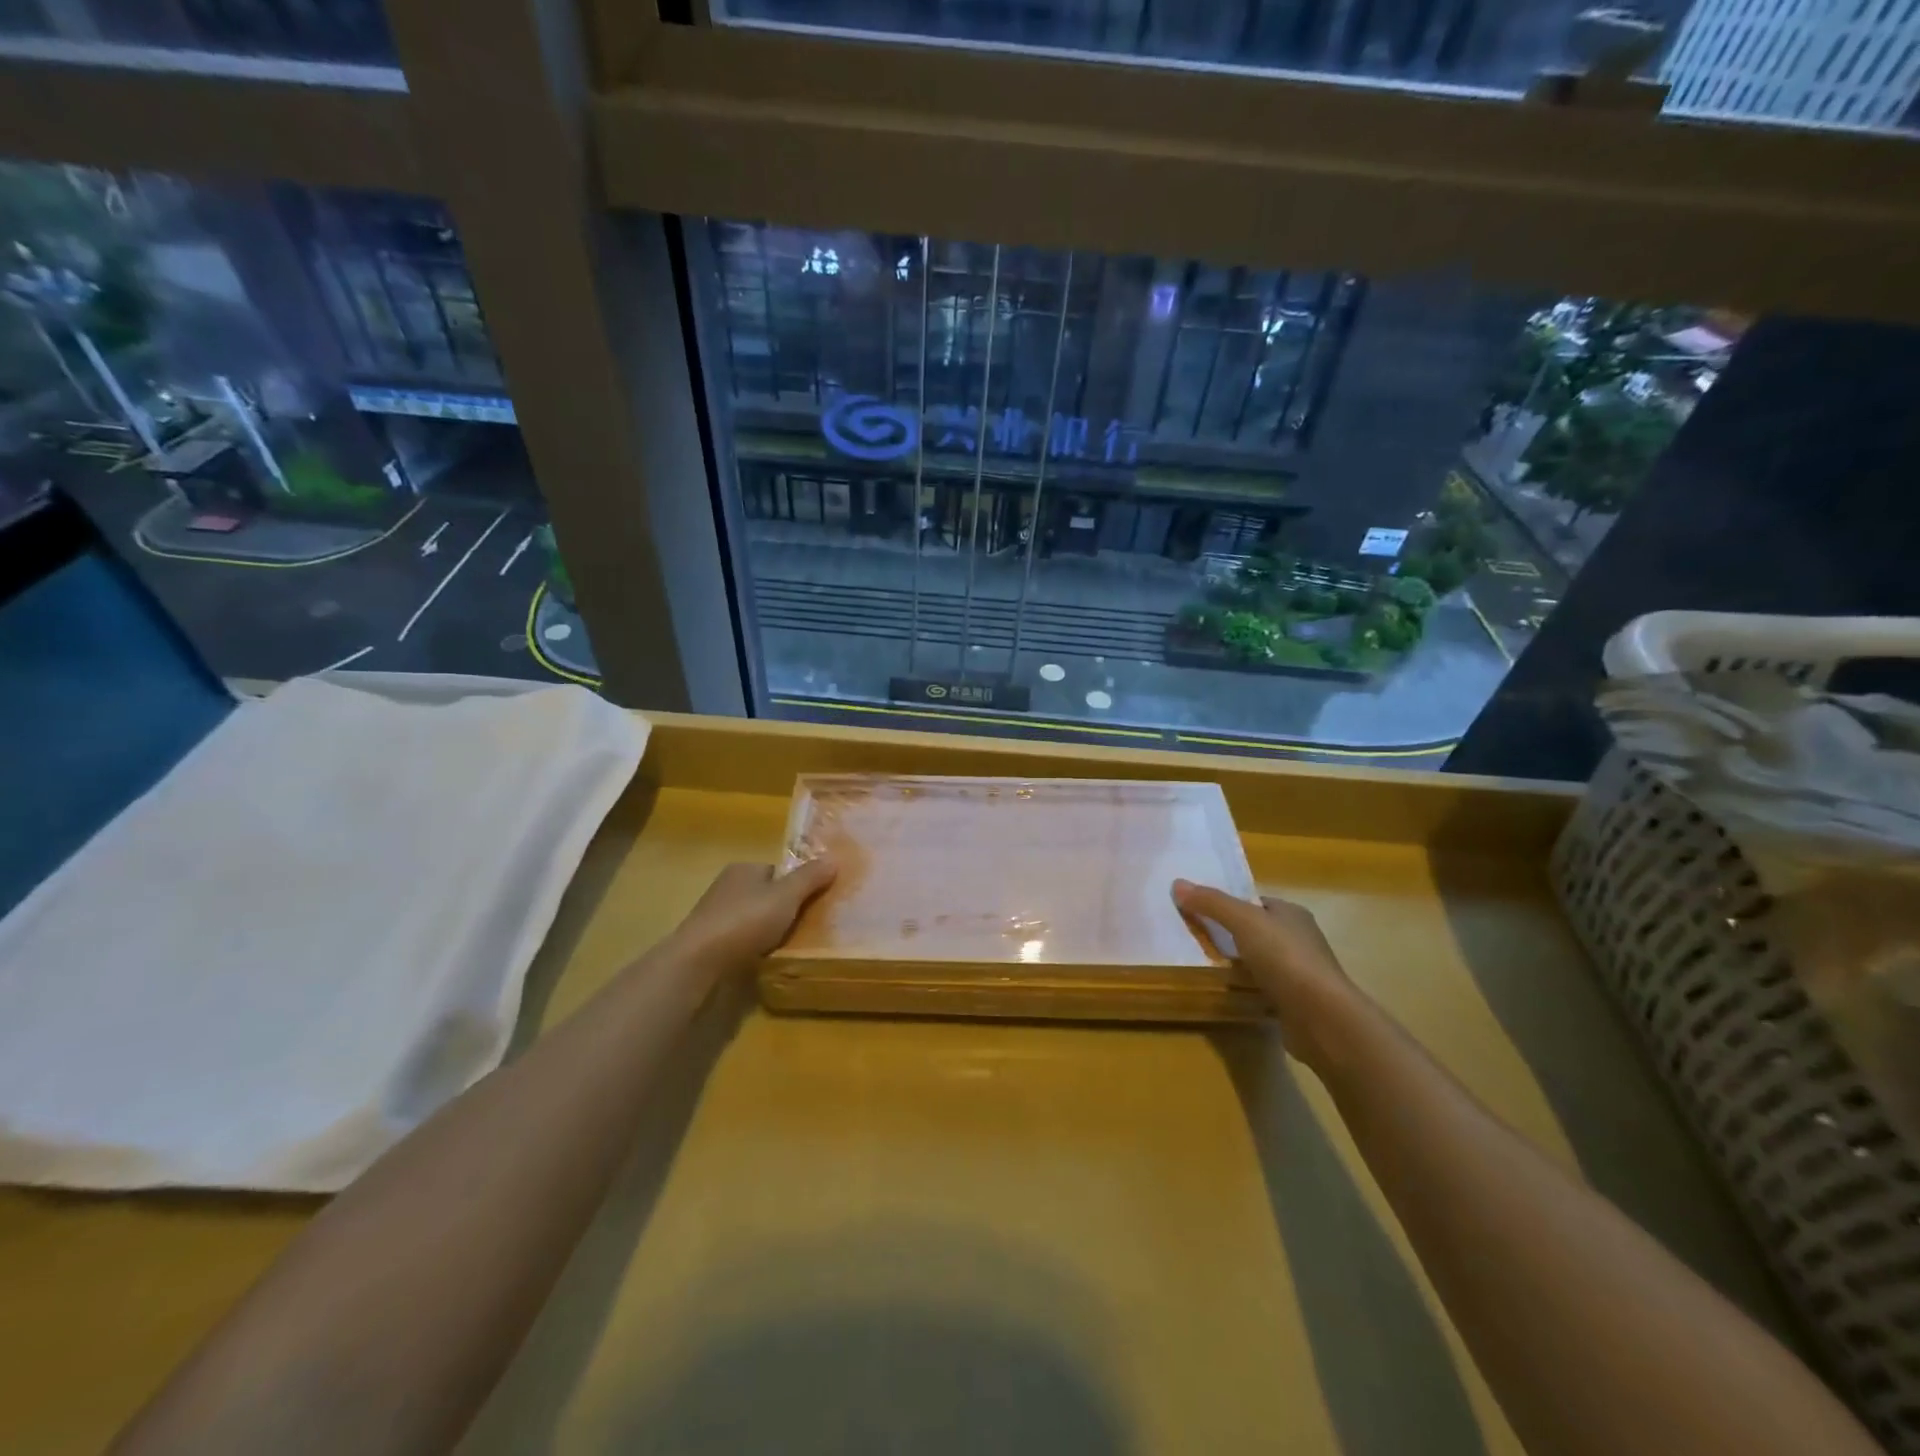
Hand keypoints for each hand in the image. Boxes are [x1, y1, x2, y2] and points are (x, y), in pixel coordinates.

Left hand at [667, 859, 837, 972]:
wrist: (699, 963)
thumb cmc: (746, 921)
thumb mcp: (786, 896)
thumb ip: (810, 878)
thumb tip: (833, 859)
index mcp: (743, 869)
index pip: (776, 871)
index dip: (795, 884)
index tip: (813, 902)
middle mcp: (726, 887)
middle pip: (765, 895)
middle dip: (783, 909)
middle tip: (808, 926)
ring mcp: (715, 917)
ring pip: (753, 920)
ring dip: (769, 931)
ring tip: (790, 946)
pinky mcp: (709, 944)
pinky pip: (741, 942)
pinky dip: (754, 949)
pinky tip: (765, 960)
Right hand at [1172, 879, 1364, 1067]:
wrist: (1322, 1017)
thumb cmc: (1285, 958)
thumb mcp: (1243, 921)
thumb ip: (1212, 903)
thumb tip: (1178, 884)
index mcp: (1292, 914)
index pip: (1255, 903)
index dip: (1228, 904)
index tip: (1199, 912)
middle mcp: (1300, 940)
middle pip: (1256, 931)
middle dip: (1229, 935)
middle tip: (1195, 939)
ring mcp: (1299, 973)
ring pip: (1259, 961)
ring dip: (1236, 964)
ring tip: (1204, 965)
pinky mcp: (1295, 1002)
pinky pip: (1263, 988)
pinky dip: (1246, 989)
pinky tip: (1226, 993)